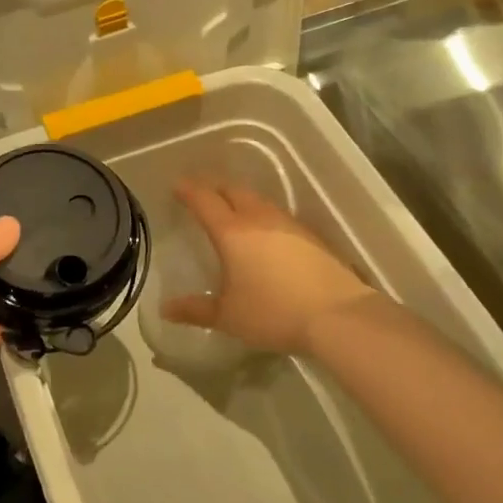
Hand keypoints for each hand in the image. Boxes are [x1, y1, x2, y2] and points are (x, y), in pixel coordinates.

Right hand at [163, 179, 376, 355]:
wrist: (337, 316)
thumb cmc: (273, 312)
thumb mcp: (228, 316)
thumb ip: (196, 310)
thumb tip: (166, 309)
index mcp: (232, 232)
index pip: (204, 200)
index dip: (188, 190)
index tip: (177, 185)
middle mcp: (258, 219)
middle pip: (233, 190)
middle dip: (214, 187)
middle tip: (201, 192)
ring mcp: (288, 225)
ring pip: (258, 200)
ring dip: (240, 199)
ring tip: (231, 208)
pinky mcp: (311, 236)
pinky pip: (277, 216)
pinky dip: (262, 215)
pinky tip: (265, 232)